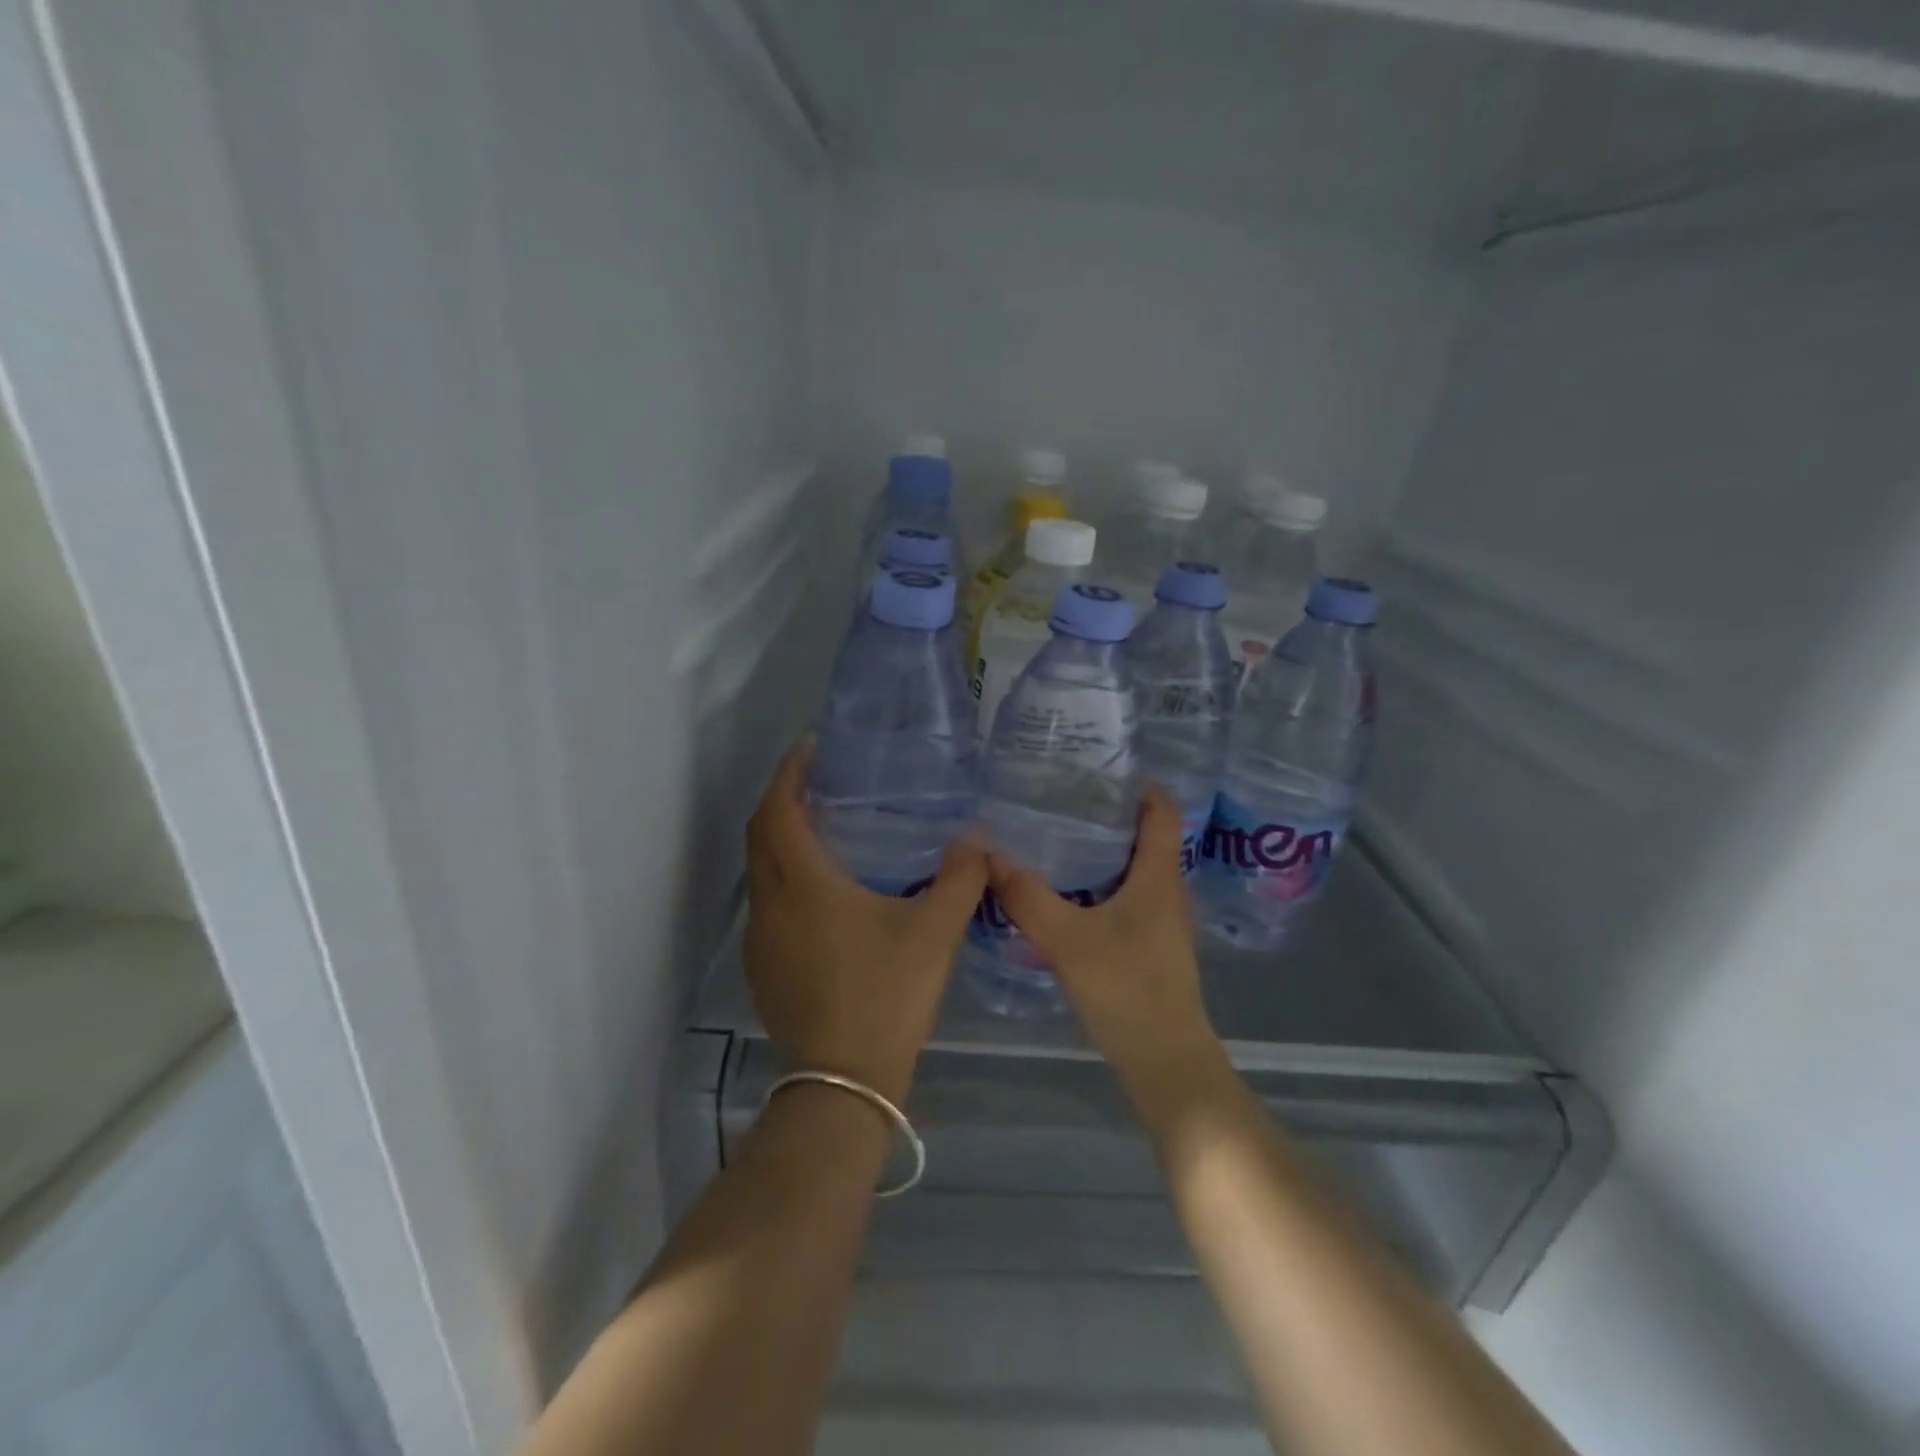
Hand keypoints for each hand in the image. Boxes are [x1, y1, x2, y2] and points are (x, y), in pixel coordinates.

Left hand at [745, 739, 988, 1104]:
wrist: (845, 1082)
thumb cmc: (887, 995)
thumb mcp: (934, 932)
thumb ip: (960, 877)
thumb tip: (977, 836)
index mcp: (803, 884)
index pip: (779, 810)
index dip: (789, 773)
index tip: (809, 747)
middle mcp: (770, 903)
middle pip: (760, 833)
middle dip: (781, 798)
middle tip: (816, 780)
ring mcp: (760, 939)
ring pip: (759, 870)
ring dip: (778, 838)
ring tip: (819, 826)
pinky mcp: (763, 967)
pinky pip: (765, 902)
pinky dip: (782, 876)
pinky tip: (818, 891)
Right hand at [986, 784, 1220, 1084]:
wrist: (1165, 1062)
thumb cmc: (1127, 991)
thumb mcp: (1068, 941)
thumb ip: (1027, 897)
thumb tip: (990, 854)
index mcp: (1158, 877)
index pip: (1162, 811)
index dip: (1139, 784)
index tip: (1099, 766)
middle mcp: (1165, 890)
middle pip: (1144, 835)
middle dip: (1107, 812)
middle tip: (1060, 796)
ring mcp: (1159, 919)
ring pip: (1132, 867)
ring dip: (1100, 848)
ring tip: (1054, 835)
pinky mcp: (1148, 944)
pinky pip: (1123, 895)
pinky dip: (1097, 881)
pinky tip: (1062, 890)